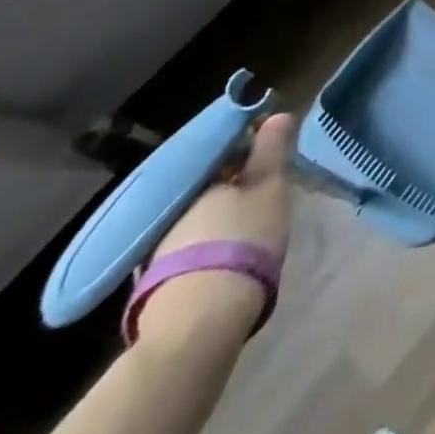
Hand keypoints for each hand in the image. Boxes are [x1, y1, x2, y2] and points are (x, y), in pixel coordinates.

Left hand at [139, 112, 296, 346]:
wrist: (201, 319)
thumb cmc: (243, 239)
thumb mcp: (269, 188)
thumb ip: (272, 150)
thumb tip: (277, 114)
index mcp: (198, 176)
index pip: (224, 148)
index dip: (248, 145)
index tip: (269, 149)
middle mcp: (173, 204)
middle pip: (208, 182)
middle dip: (232, 181)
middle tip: (261, 187)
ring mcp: (159, 242)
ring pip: (195, 214)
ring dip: (218, 213)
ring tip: (246, 222)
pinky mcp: (156, 278)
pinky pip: (188, 243)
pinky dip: (207, 240)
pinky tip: (224, 251)